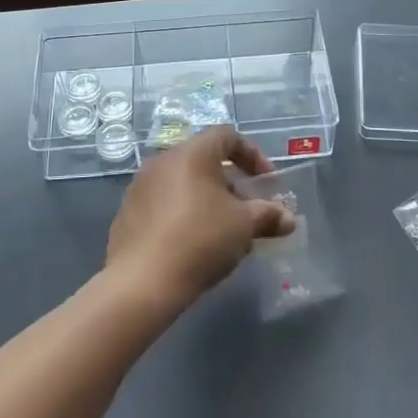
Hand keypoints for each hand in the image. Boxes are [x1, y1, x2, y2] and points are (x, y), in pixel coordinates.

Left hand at [106, 128, 295, 316]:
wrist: (142, 281)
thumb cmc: (200, 239)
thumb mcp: (244, 226)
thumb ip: (268, 216)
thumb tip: (289, 219)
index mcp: (192, 153)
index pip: (227, 136)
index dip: (253, 155)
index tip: (267, 183)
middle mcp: (163, 161)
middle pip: (205, 161)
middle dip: (232, 184)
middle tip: (248, 211)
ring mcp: (141, 187)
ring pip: (184, 184)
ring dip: (208, 201)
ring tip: (225, 232)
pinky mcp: (128, 213)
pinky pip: (164, 204)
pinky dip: (184, 215)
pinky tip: (195, 245)